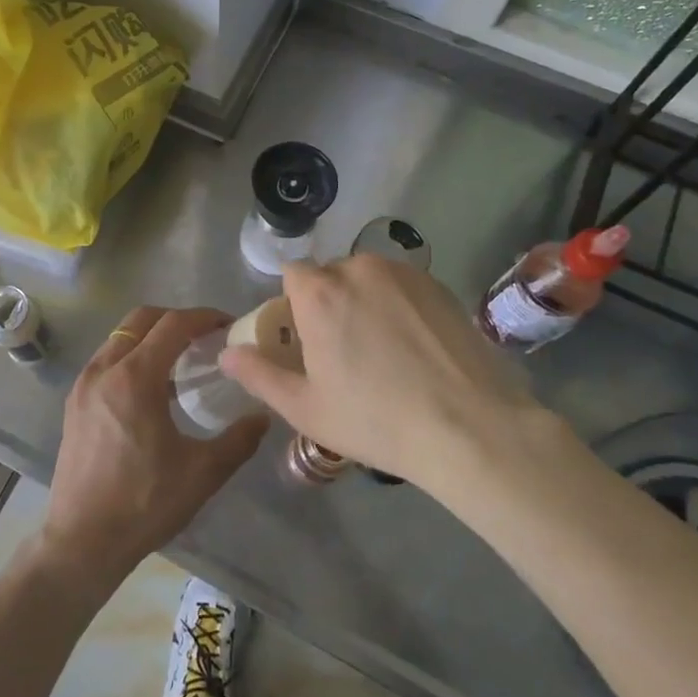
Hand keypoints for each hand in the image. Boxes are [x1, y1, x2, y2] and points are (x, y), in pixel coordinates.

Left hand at [42, 305, 267, 587]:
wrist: (82, 541)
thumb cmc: (145, 503)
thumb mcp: (202, 473)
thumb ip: (238, 440)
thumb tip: (263, 416)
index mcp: (135, 377)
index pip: (173, 324)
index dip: (203, 317)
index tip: (227, 325)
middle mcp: (104, 369)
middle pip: (141, 319)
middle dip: (175, 319)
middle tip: (204, 338)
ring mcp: (84, 384)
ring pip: (119, 337)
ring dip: (150, 337)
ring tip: (180, 363)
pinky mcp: (73, 403)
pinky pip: (106, 360)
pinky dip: (130, 357)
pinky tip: (150, 389)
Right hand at [220, 255, 544, 494]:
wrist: (470, 427)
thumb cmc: (376, 420)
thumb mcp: (305, 408)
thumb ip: (258, 375)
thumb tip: (226, 353)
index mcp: (319, 293)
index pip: (291, 274)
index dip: (293, 305)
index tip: (305, 339)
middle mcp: (358, 269)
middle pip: (330, 275)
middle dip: (329, 303)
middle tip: (345, 352)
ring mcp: (403, 273)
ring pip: (368, 279)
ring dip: (365, 302)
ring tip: (384, 351)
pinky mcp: (438, 285)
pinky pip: (402, 287)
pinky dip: (399, 306)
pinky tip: (416, 348)